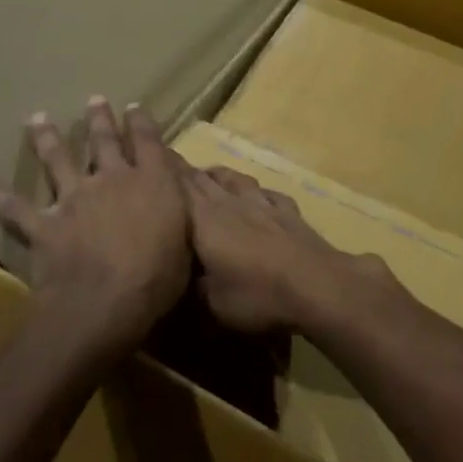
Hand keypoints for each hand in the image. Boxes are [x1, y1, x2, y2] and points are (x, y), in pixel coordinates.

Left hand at [0, 99, 190, 357]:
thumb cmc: (158, 276)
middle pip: (104, 141)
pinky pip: (16, 208)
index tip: (133, 107)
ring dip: (47, 138)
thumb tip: (176, 201)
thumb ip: (179, 215)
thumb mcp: (185, 241)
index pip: (148, 142)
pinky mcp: (46, 224)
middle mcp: (112, 179)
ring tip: (37, 118)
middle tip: (94, 100)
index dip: (140, 122)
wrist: (106, 300)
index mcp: (153, 182)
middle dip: (99, 119)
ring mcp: (75, 199)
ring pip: (58, 160)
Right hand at [182, 166, 387, 334]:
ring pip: (234, 179)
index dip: (162, 171)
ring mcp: (262, 203)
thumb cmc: (257, 295)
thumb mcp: (211, 304)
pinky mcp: (288, 212)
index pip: (177, 187)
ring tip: (207, 173)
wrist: (316, 285)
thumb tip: (175, 279)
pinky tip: (258, 195)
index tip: (146, 156)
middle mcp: (230, 202)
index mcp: (204, 219)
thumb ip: (190, 288)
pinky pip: (267, 194)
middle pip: (201, 178)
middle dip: (182, 168)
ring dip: (218, 174)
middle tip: (165, 160)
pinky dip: (256, 191)